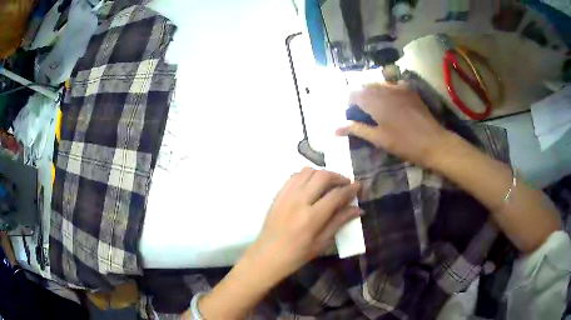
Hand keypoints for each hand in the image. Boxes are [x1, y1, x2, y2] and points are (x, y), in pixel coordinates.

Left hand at [247, 167, 359, 282]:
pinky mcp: (278, 194)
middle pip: (322, 176)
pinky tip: (312, 185)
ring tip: (330, 183)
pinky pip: (295, 176)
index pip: (336, 195)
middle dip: (338, 177)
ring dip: (322, 174)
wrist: (268, 255)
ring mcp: (286, 195)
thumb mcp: (322, 242)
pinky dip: (307, 175)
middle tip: (346, 183)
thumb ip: (339, 222)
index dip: (350, 189)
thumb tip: (358, 209)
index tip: (358, 186)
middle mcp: (298, 201)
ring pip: (308, 171)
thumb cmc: (297, 255)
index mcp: (311, 217)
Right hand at [336, 83, 447, 166]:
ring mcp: (398, 87)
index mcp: (374, 100)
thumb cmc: (404, 143)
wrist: (433, 142)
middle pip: (364, 86)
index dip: (349, 103)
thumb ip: (356, 129)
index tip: (351, 115)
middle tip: (362, 113)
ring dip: (372, 92)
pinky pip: (392, 84)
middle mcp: (384, 88)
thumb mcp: (378, 138)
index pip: (353, 93)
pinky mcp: (409, 90)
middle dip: (360, 96)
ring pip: (378, 83)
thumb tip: (334, 129)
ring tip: (375, 108)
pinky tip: (390, 102)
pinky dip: (386, 90)